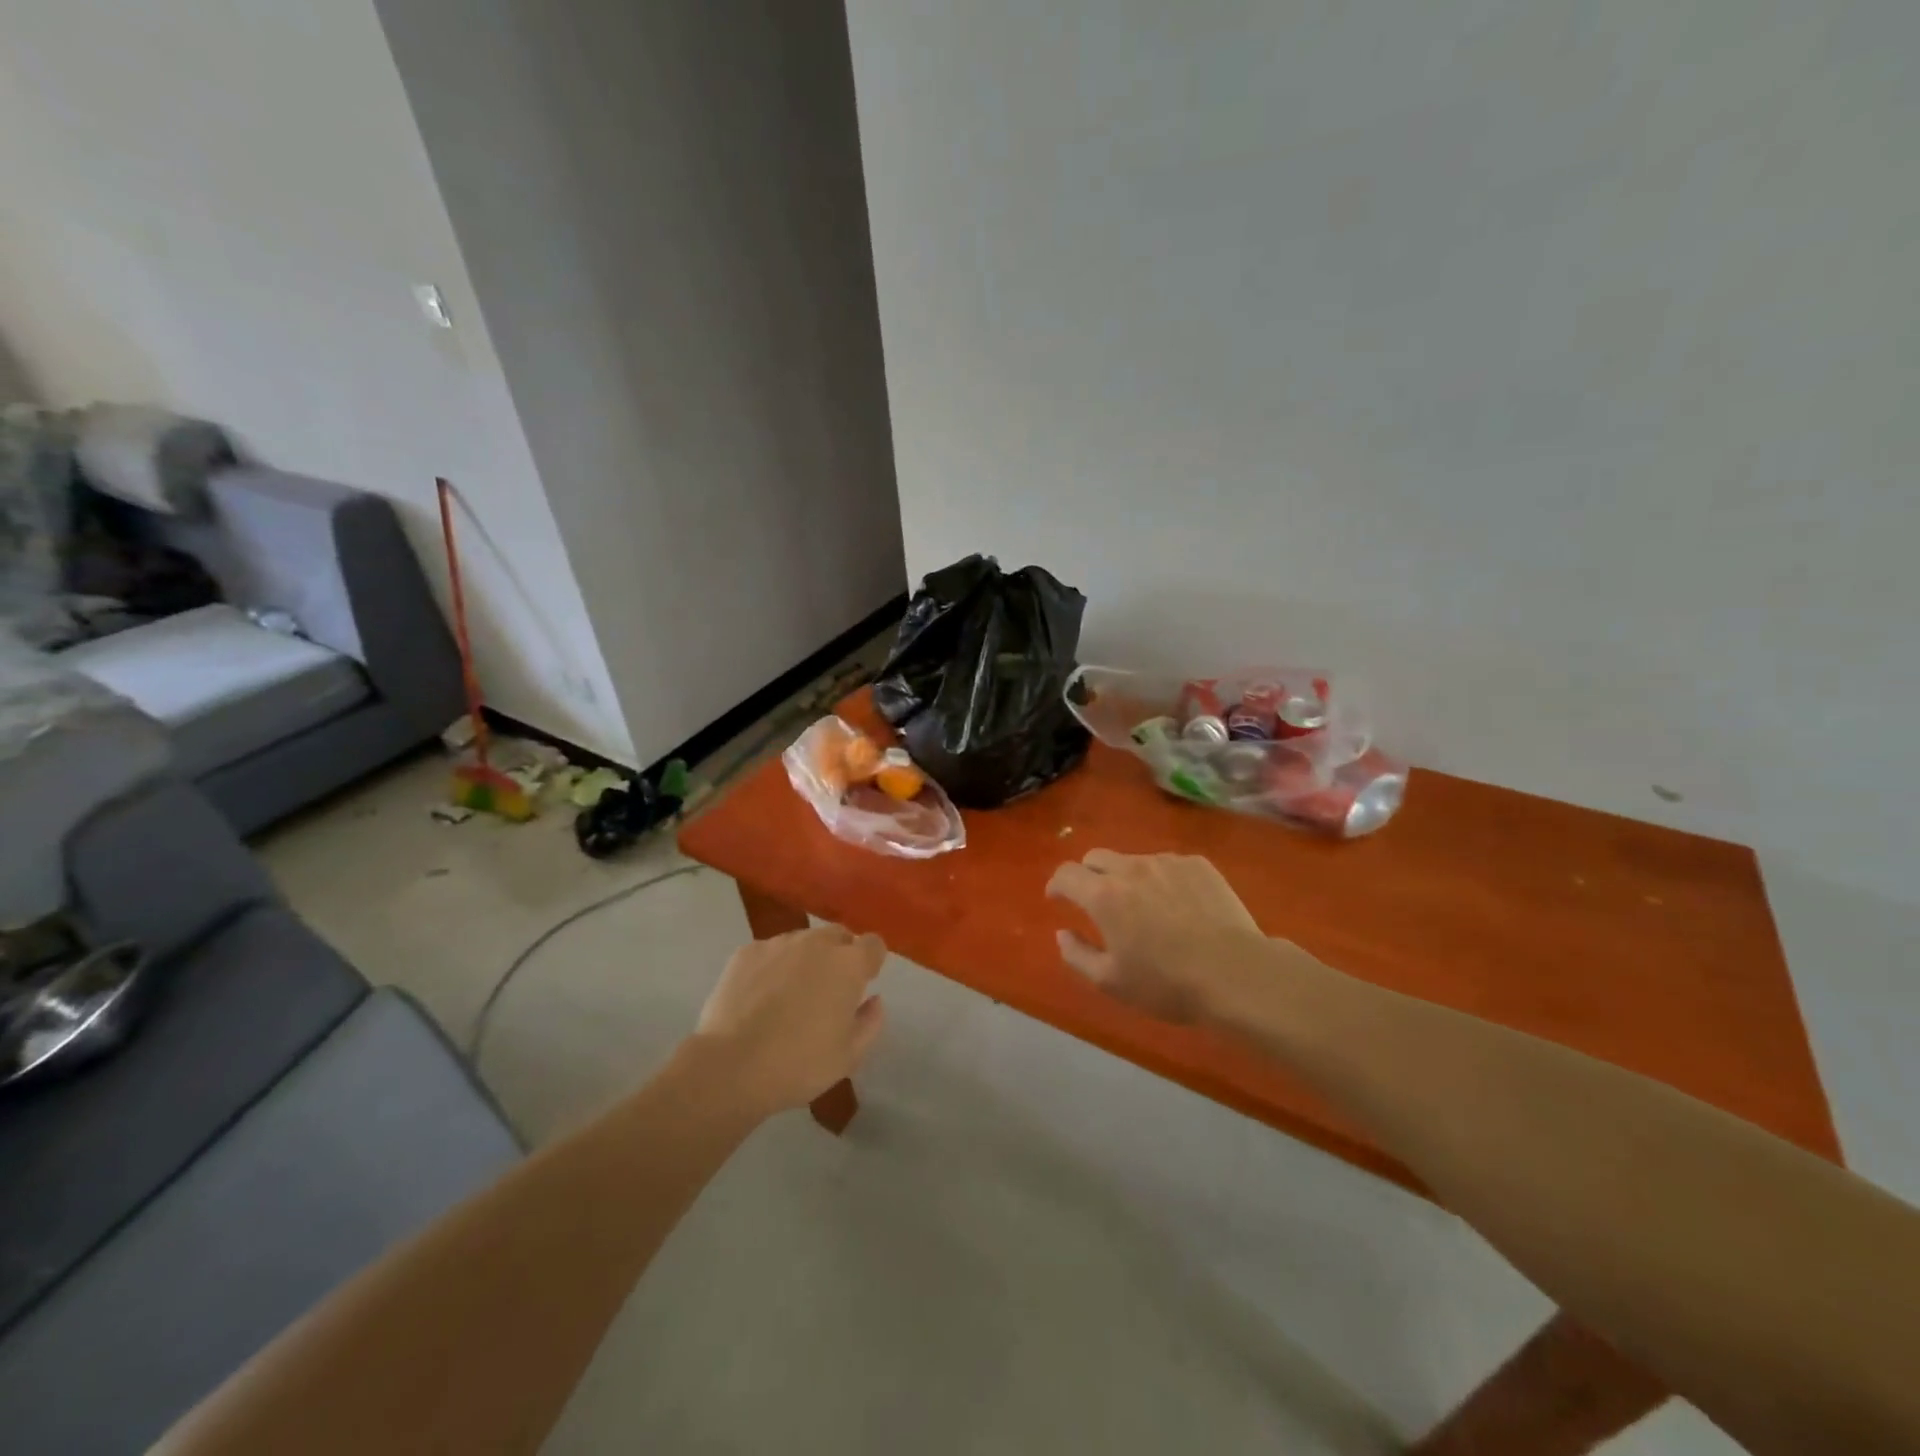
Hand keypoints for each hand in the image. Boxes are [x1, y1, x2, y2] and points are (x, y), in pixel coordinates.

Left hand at [694, 926, 886, 1115]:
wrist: (731, 1066)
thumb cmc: (799, 1064)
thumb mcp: (849, 1056)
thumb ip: (870, 1022)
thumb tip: (874, 1000)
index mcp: (848, 965)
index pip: (873, 944)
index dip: (871, 961)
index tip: (863, 983)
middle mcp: (816, 943)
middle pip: (838, 935)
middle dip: (840, 955)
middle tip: (828, 990)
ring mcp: (778, 944)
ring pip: (802, 941)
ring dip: (805, 959)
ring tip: (789, 995)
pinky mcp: (746, 952)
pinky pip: (769, 952)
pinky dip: (772, 967)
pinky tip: (759, 997)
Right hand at [1046, 849, 1275, 1025]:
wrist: (1236, 973)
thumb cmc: (1167, 983)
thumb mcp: (1111, 981)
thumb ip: (1077, 955)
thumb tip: (1062, 933)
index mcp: (1103, 895)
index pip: (1066, 874)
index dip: (1057, 885)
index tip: (1057, 898)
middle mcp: (1131, 868)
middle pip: (1096, 857)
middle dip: (1088, 875)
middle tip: (1097, 902)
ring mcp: (1167, 862)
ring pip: (1134, 860)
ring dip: (1127, 878)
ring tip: (1144, 908)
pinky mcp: (1198, 865)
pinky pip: (1168, 865)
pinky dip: (1161, 880)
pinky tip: (1179, 907)